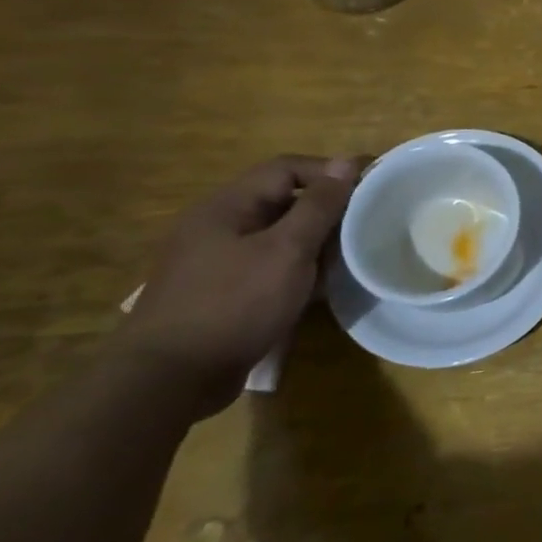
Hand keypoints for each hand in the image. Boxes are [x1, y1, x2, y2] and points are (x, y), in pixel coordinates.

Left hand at [119, 156, 358, 418]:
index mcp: (225, 207)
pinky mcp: (219, 293)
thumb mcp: (287, 250)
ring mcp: (215, 262)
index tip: (372, 187)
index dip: (331, 171)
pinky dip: (296, 268)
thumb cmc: (233, 304)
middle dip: (326, 209)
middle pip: (281, 201)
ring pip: (277, 236)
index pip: (286, 168)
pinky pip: (267, 266)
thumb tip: (346, 162)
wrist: (169, 379)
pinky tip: (318, 287)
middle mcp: (216, 227)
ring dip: (314, 242)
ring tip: (349, 256)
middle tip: (365, 224)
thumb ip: (319, 205)